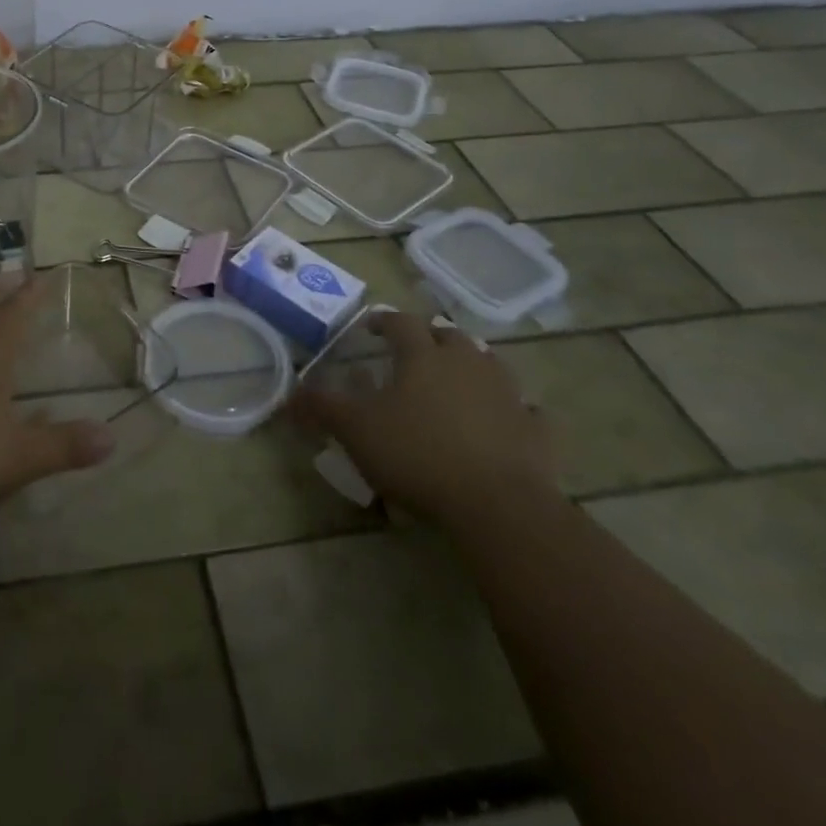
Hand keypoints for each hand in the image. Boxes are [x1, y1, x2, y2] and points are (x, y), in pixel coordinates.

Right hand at [291, 310, 554, 529]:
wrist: (498, 505)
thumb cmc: (418, 454)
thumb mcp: (356, 430)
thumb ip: (322, 408)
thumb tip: (289, 395)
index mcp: (422, 355)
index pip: (400, 322)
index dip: (383, 320)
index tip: (371, 328)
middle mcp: (466, 363)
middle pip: (449, 335)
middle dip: (430, 337)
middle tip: (415, 351)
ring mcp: (507, 394)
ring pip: (490, 364)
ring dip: (473, 365)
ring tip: (458, 379)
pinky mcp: (537, 430)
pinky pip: (529, 411)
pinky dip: (517, 411)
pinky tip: (509, 421)